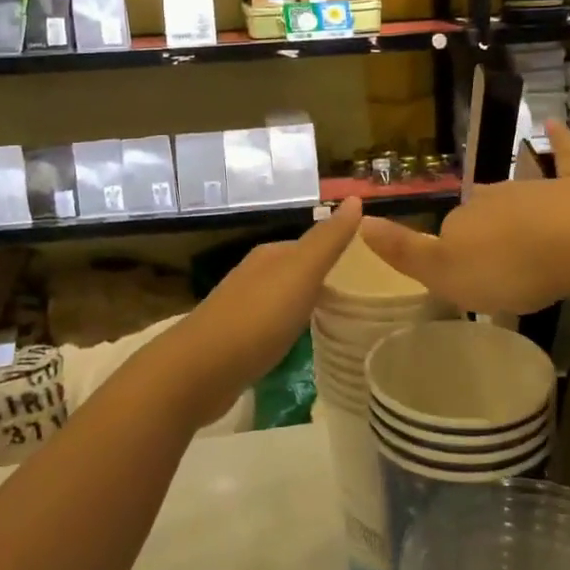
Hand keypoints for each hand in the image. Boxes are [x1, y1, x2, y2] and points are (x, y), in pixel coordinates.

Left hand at [175, 198, 362, 423]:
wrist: (200, 371)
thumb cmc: (257, 317)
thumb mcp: (301, 273)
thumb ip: (328, 240)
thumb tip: (355, 198)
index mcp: (270, 256)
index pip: (311, 245)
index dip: (338, 252)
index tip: (370, 268)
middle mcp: (254, 275)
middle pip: (297, 271)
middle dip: (325, 279)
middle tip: (362, 296)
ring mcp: (242, 309)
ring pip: (284, 299)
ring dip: (307, 305)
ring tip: (340, 319)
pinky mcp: (236, 342)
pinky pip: (273, 327)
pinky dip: (291, 330)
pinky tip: (303, 344)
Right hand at [359, 122, 569, 315]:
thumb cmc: (508, 266)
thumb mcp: (446, 273)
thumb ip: (404, 250)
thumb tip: (362, 222)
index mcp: (463, 220)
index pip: (449, 233)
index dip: (453, 255)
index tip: (465, 279)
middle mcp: (494, 197)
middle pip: (482, 212)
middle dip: (484, 231)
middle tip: (496, 264)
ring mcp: (535, 187)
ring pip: (517, 194)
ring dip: (515, 208)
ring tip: (521, 234)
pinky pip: (567, 158)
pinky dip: (560, 142)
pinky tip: (553, 124)